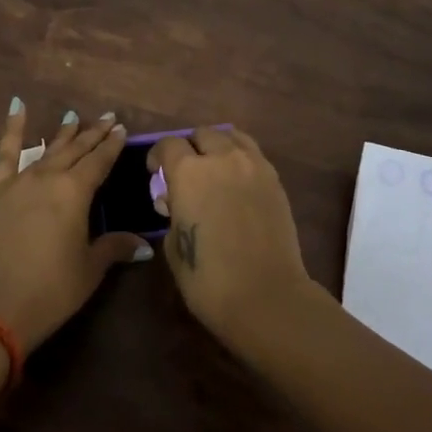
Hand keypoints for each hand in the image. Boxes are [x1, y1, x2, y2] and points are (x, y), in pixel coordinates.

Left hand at [0, 100, 151, 351]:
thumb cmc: (51, 290)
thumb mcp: (89, 269)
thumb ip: (114, 248)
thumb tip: (143, 245)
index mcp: (76, 193)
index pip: (99, 162)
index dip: (112, 145)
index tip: (121, 129)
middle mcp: (49, 178)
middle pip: (75, 150)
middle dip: (93, 134)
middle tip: (107, 118)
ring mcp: (18, 182)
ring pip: (46, 150)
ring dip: (62, 134)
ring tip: (73, 117)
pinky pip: (5, 154)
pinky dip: (12, 130)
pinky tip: (17, 107)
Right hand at [147, 127, 313, 346]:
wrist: (267, 297)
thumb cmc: (210, 279)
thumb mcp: (173, 247)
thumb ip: (172, 215)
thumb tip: (176, 204)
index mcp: (188, 172)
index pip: (169, 145)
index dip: (158, 157)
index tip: (156, 173)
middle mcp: (221, 158)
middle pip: (201, 134)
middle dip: (190, 148)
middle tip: (187, 173)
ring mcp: (253, 165)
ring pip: (231, 136)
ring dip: (217, 147)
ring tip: (215, 170)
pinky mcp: (275, 179)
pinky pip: (252, 154)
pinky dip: (240, 158)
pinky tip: (237, 182)